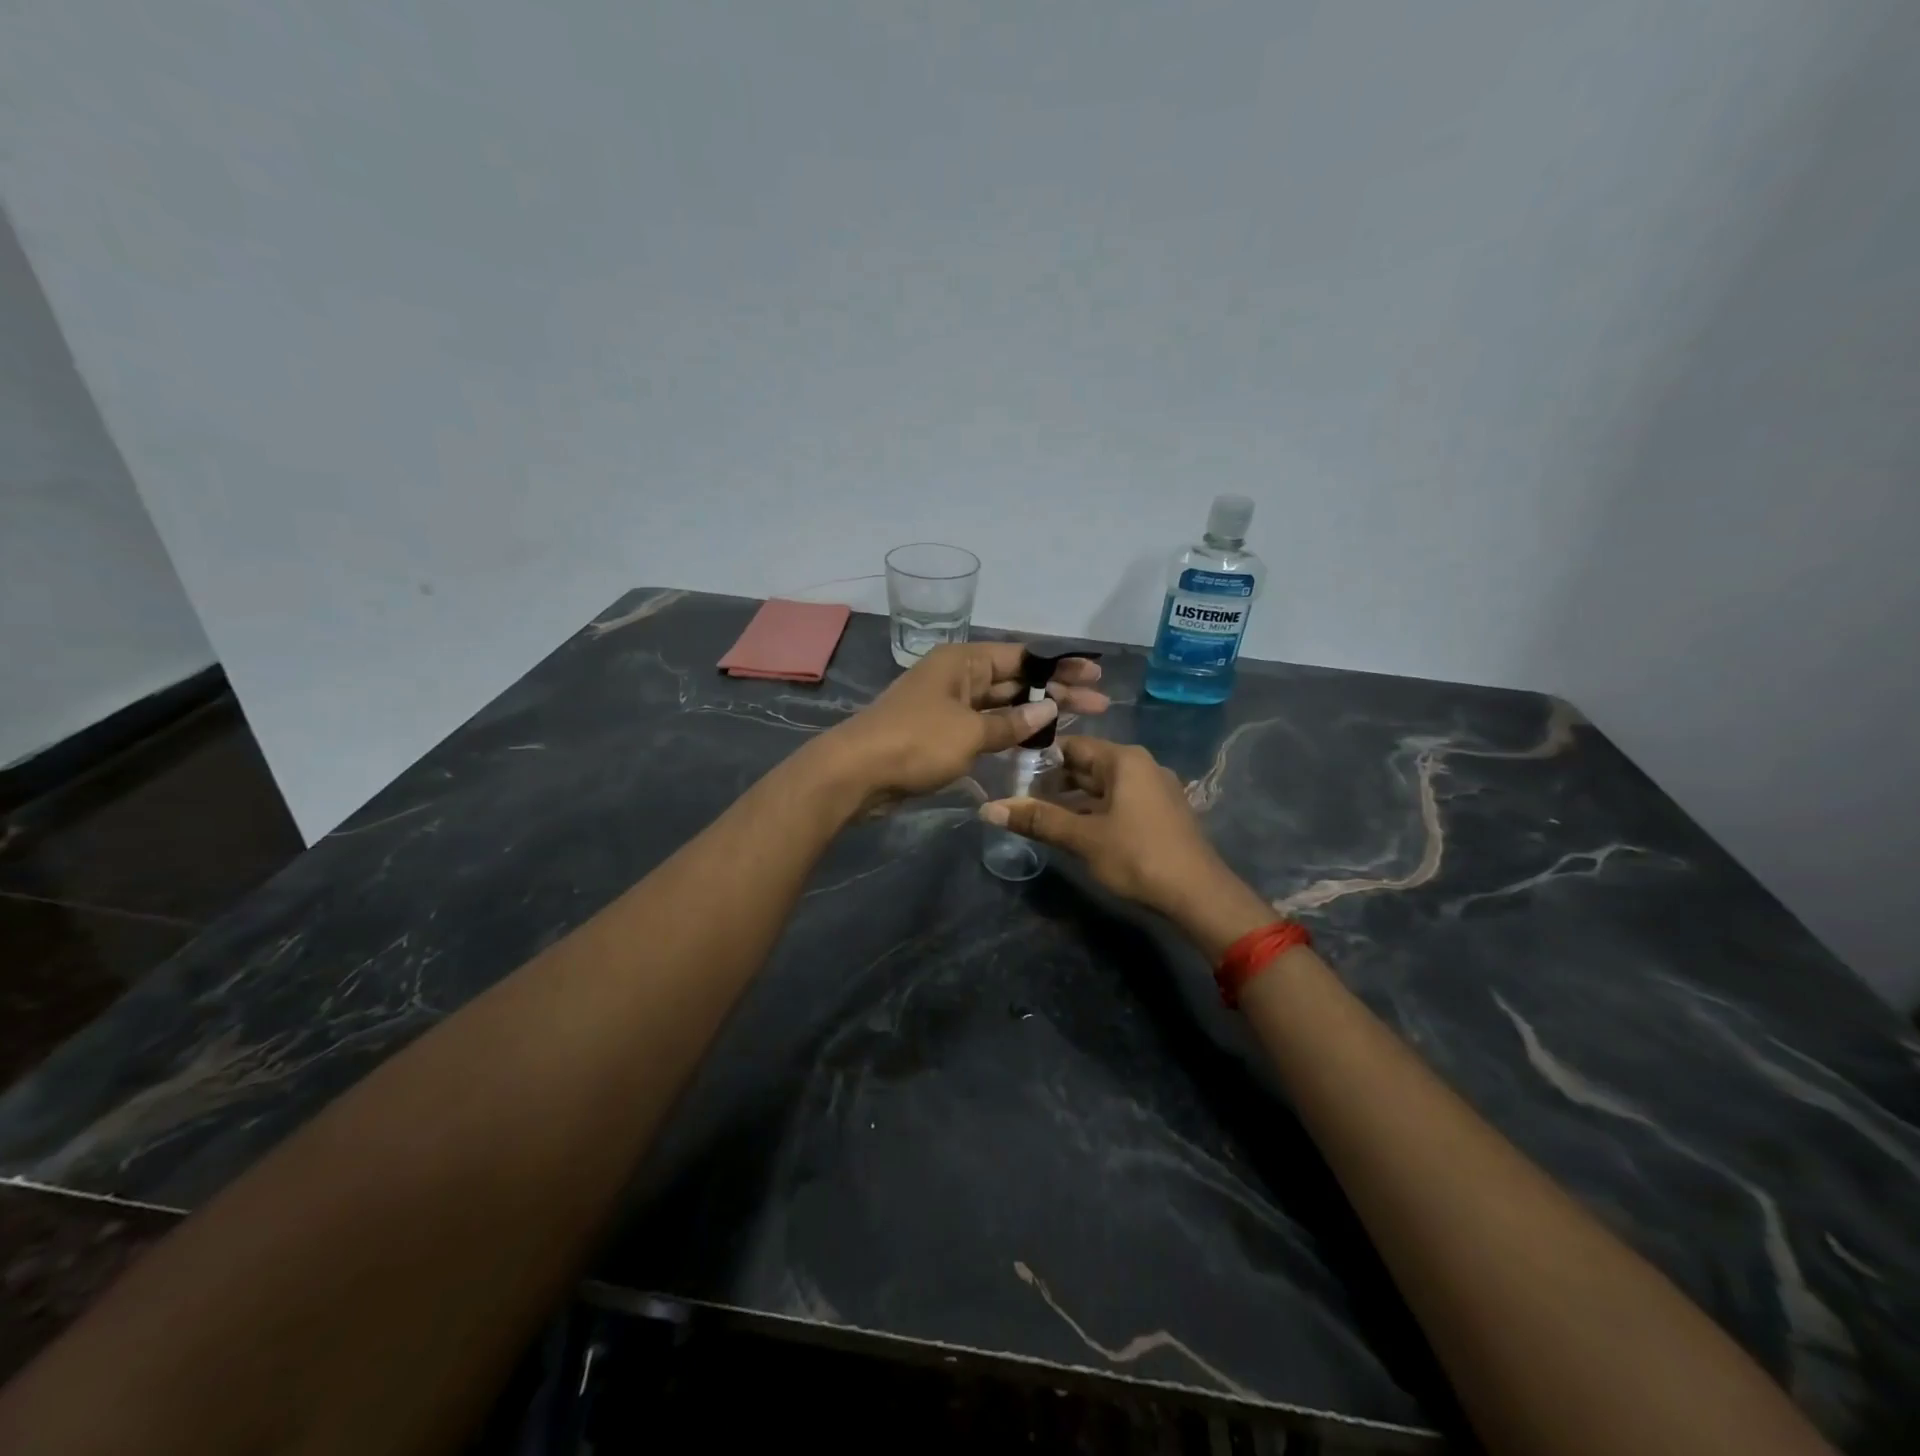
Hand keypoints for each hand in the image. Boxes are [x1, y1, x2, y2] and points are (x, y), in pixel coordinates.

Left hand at [820, 643, 1107, 807]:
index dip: (1061, 666)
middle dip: (1056, 692)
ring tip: (1078, 723)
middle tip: (1100, 704)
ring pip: (1002, 706)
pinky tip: (1037, 744)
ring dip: (1036, 715)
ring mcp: (948, 706)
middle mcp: (958, 677)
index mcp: (963, 661)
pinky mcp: (941, 734)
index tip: (1095, 675)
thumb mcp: (970, 731)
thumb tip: (1050, 709)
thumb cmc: (915, 742)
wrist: (856, 773)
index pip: (1023, 657)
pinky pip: (985, 727)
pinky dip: (1010, 734)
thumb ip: (1011, 724)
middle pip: (1016, 681)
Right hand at [981, 737, 1273, 955]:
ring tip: (1041, 816)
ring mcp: (1155, 788)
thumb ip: (1037, 820)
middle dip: (1055, 780)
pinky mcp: (1162, 812)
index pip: (1072, 746)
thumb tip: (988, 809)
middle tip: (1020, 798)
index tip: (1011, 774)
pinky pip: (1120, 800)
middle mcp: (1142, 765)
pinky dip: (1096, 809)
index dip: (1040, 759)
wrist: (1198, 894)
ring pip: (1104, 785)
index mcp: (1124, 760)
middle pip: (1088, 764)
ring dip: (1074, 798)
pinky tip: (1077, 829)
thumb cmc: (1137, 856)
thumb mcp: (1082, 838)